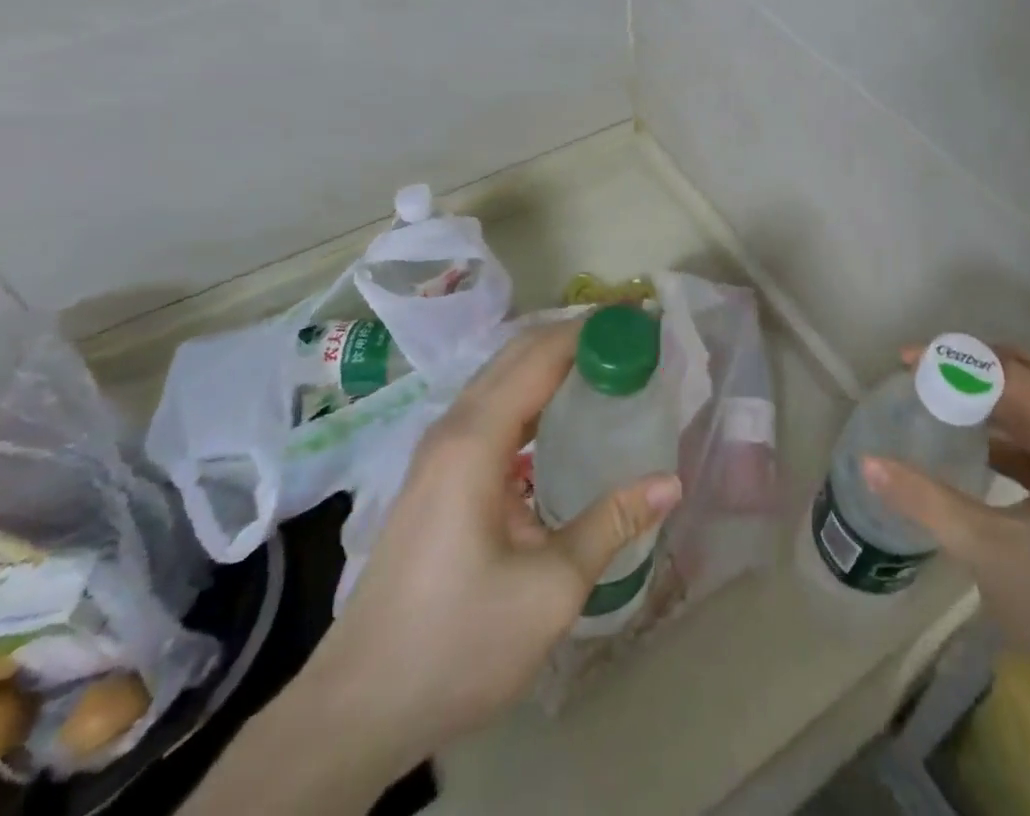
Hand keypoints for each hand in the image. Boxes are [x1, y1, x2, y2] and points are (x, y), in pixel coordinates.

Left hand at [302, 320, 682, 759]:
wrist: (358, 708)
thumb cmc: (458, 642)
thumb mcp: (549, 589)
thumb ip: (611, 524)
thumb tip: (671, 483)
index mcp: (476, 440)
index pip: (541, 356)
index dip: (591, 330)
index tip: (640, 321)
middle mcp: (453, 429)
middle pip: (517, 354)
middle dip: (575, 336)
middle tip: (632, 340)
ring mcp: (438, 451)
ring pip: (501, 379)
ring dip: (552, 362)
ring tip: (607, 368)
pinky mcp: (436, 475)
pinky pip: (491, 409)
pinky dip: (532, 393)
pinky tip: (562, 420)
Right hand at [861, 346, 1029, 753]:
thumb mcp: (994, 556)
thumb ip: (928, 502)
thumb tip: (866, 463)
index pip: (1010, 375)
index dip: (953, 362)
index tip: (902, 360)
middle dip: (972, 372)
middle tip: (918, 377)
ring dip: (990, 403)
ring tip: (937, 404)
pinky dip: (1010, 438)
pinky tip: (975, 449)